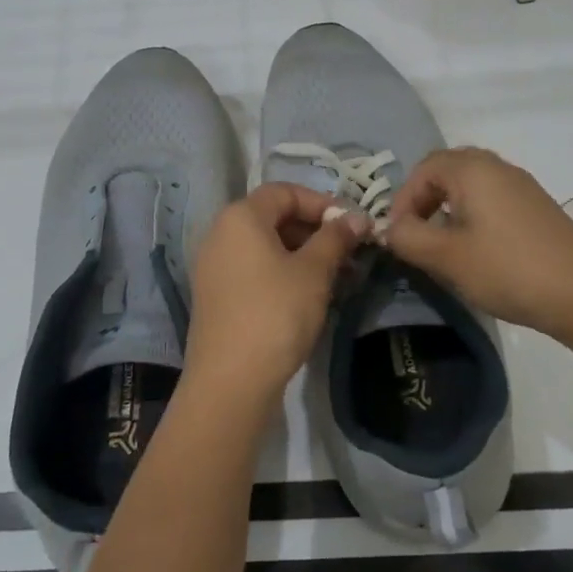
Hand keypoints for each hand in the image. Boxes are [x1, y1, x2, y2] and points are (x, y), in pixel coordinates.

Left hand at [185, 183, 369, 409]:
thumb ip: (335, 238)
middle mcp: (220, 234)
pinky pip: (254, 269)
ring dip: (304, 254)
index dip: (322, 202)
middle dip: (315, 230)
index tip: (352, 225)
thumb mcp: (313, 272)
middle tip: (350, 253)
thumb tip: (357, 218)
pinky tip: (310, 295)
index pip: (284, 192)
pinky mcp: (216, 295)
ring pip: (266, 246)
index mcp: (240, 217)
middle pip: (273, 217)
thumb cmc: (276, 313)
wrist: (231, 380)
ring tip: (338, 276)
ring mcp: (214, 266)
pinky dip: (283, 273)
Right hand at [383, 147, 572, 341]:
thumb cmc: (507, 268)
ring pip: (471, 188)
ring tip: (443, 249)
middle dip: (424, 202)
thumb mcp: (446, 256)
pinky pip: (492, 202)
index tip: (399, 235)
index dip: (403, 199)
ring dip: (448, 212)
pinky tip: (476, 254)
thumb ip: (408, 237)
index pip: (423, 168)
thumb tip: (389, 228)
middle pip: (447, 172)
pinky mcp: (536, 210)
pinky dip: (473, 219)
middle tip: (416, 238)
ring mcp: (521, 187)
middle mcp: (497, 167)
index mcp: (473, 169)